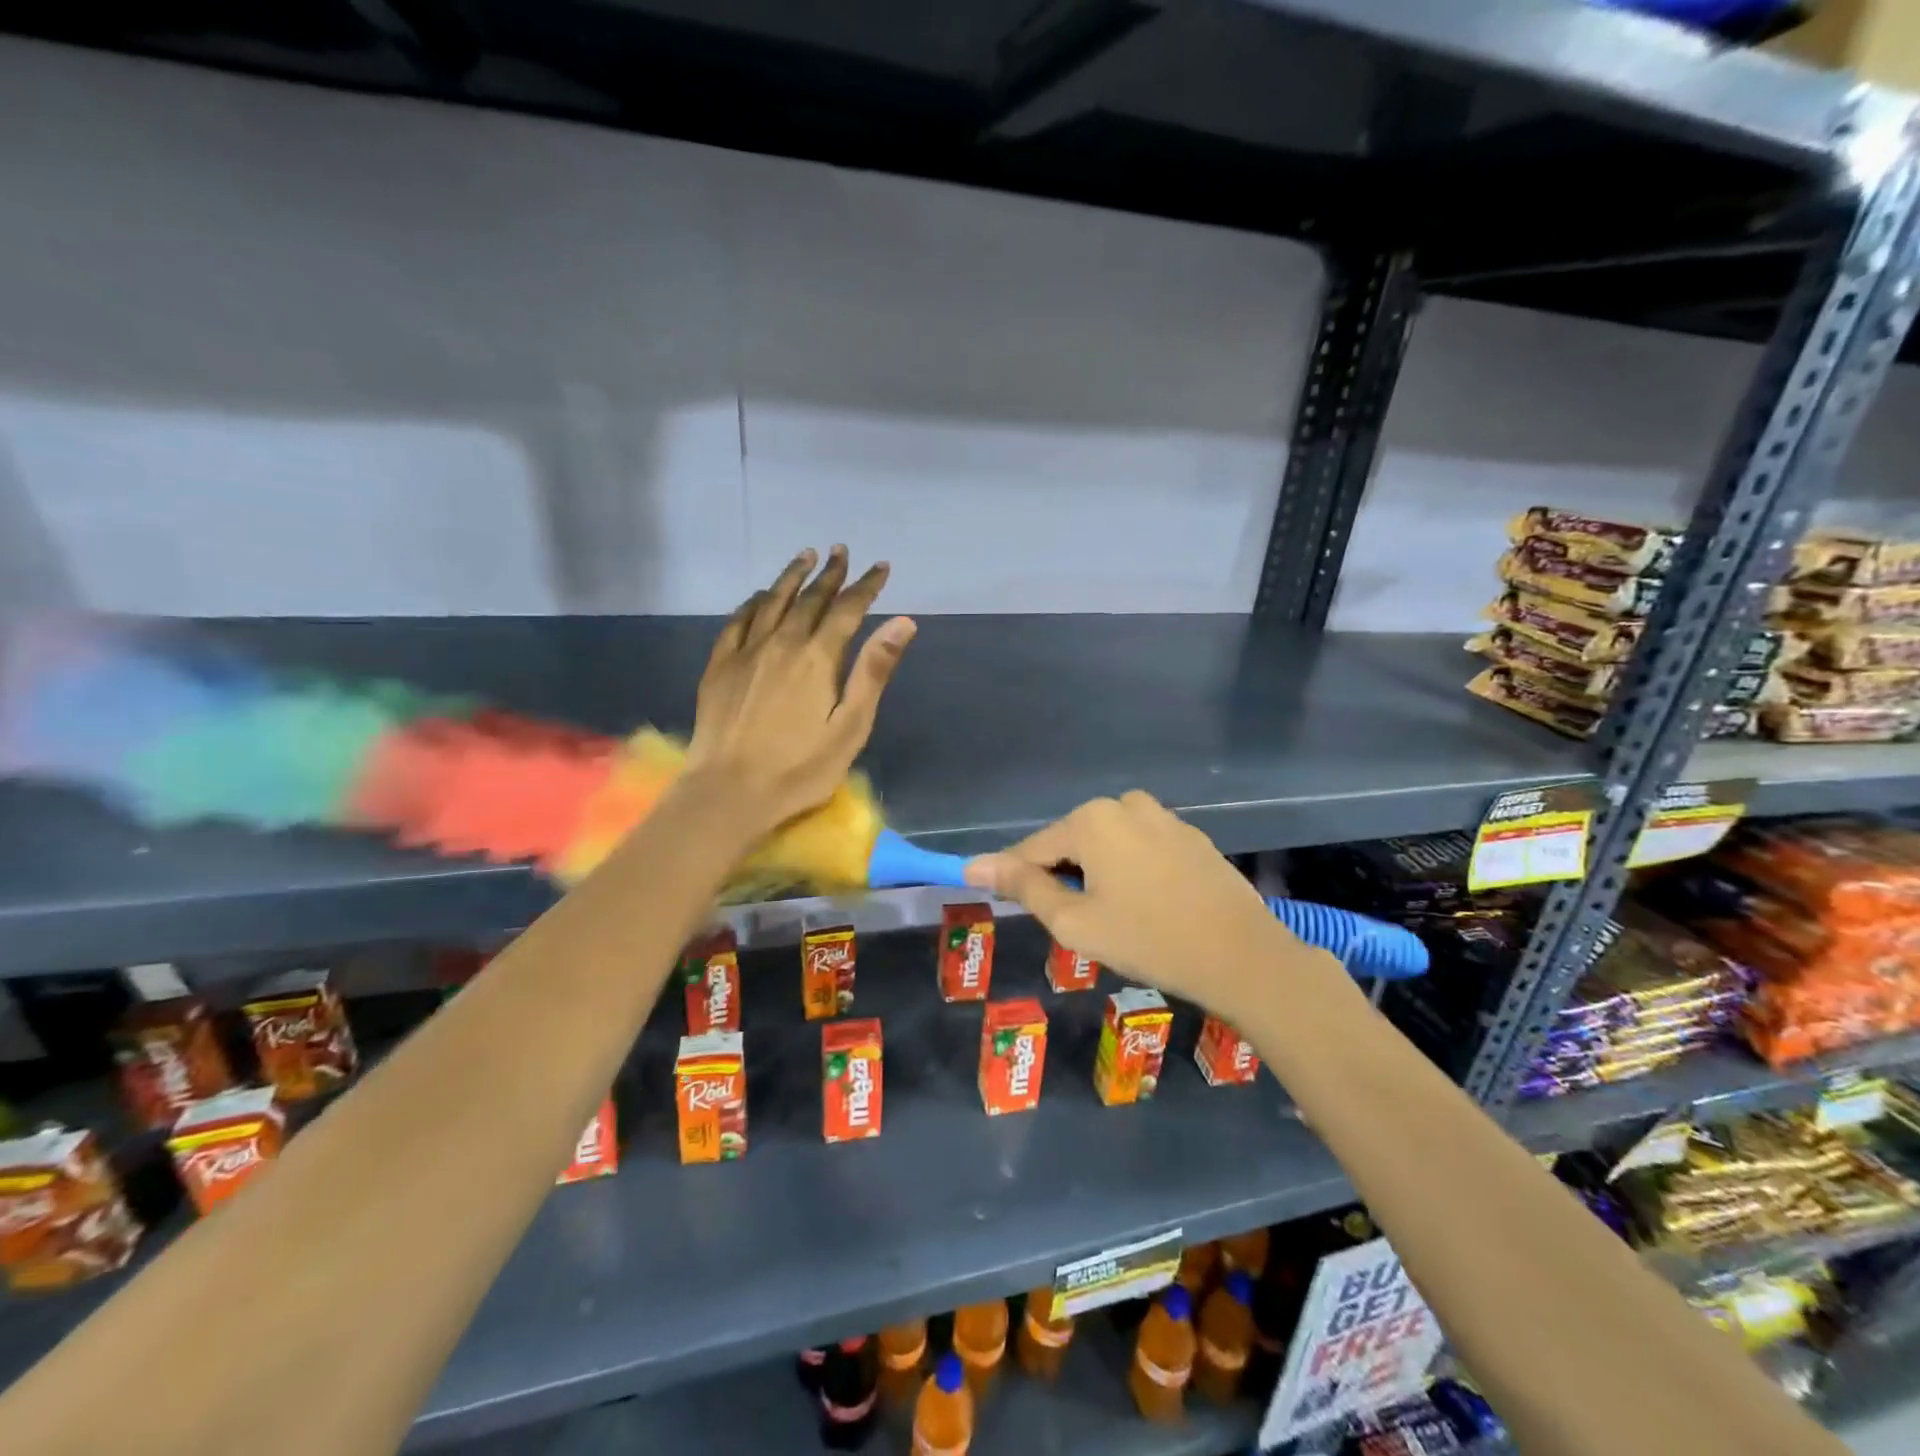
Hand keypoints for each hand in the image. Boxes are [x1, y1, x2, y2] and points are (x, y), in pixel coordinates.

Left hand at [686, 546, 914, 835]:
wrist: (729, 791)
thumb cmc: (800, 768)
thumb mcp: (850, 726)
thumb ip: (873, 671)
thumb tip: (902, 622)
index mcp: (818, 657)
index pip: (847, 609)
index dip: (866, 585)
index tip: (880, 567)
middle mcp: (781, 643)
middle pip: (810, 599)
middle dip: (830, 574)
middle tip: (841, 552)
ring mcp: (746, 652)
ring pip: (772, 601)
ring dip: (792, 577)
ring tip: (805, 556)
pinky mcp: (720, 666)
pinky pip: (738, 620)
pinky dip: (754, 602)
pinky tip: (760, 596)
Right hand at [965, 792, 1324, 1020]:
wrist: (1242, 956)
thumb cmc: (1148, 940)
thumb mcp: (1075, 922)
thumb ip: (1023, 888)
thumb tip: (974, 865)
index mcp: (1091, 819)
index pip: (1033, 848)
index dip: (1017, 879)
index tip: (1010, 908)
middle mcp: (1124, 804)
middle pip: (1071, 842)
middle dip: (1064, 878)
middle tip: (1080, 926)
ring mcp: (1162, 816)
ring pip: (1107, 844)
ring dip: (1097, 874)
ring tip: (1115, 919)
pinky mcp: (1189, 835)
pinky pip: (1140, 848)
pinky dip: (1131, 871)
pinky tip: (1149, 907)